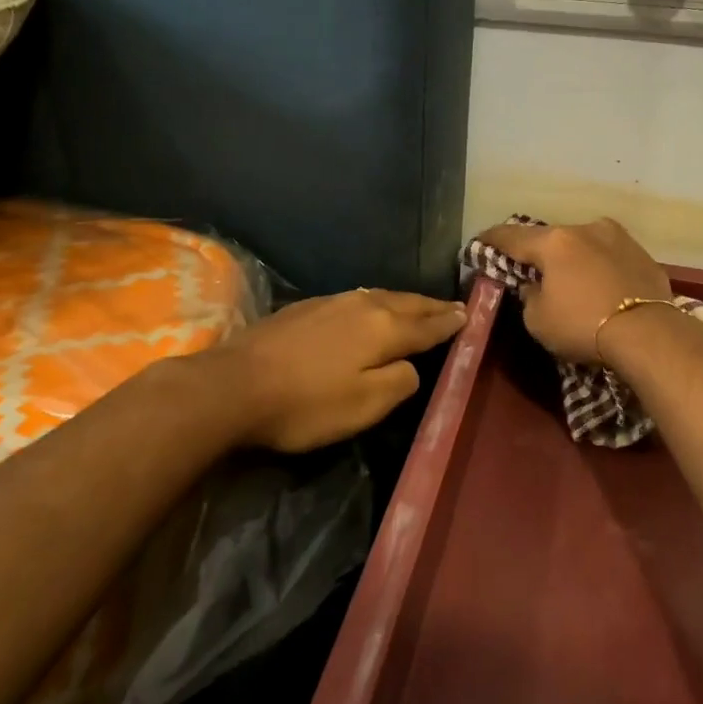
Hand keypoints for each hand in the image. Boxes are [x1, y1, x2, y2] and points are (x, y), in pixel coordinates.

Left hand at [209, 288, 466, 452]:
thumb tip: (412, 366)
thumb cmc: (305, 403)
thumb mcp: (364, 407)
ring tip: (420, 305)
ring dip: (405, 301)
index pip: (427, 324)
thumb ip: (400, 382)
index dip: (450, 322)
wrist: (233, 385)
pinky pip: (358, 298)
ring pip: (381, 296)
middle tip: (453, 306)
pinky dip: (377, 303)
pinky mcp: (307, 306)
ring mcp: (332, 301)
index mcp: (384, 328)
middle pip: (407, 303)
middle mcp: (364, 305)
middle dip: (432, 306)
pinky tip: (372, 308)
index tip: (469, 315)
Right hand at [473, 218, 670, 363]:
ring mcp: (619, 238)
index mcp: (554, 242)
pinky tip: (602, 285)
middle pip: (552, 237)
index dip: (492, 239)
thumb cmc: (583, 326)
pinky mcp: (643, 254)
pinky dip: (600, 267)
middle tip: (530, 266)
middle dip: (539, 251)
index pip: (512, 236)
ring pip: (585, 243)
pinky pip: (611, 257)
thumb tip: (534, 285)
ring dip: (573, 257)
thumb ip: (529, 296)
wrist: (650, 334)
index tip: (481, 241)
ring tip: (571, 276)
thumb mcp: (538, 320)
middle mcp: (586, 229)